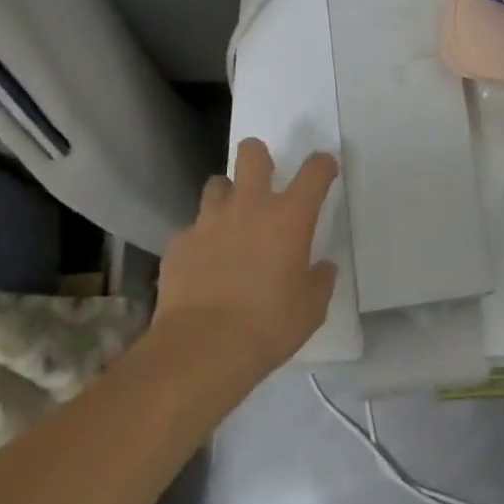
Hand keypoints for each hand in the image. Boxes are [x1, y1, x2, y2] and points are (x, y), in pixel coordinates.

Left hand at [153, 139, 338, 380]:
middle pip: (252, 154)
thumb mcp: (311, 308)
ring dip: (227, 195)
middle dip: (259, 155)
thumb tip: (321, 268)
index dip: (323, 165)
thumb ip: (320, 280)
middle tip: (264, 177)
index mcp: (290, 217)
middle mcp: (249, 207)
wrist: (202, 348)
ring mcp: (209, 222)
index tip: (324, 171)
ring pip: (217, 185)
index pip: (315, 171)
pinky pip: (193, 230)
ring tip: (231, 221)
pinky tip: (205, 265)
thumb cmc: (268, 325)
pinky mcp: (179, 244)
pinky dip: (202, 240)